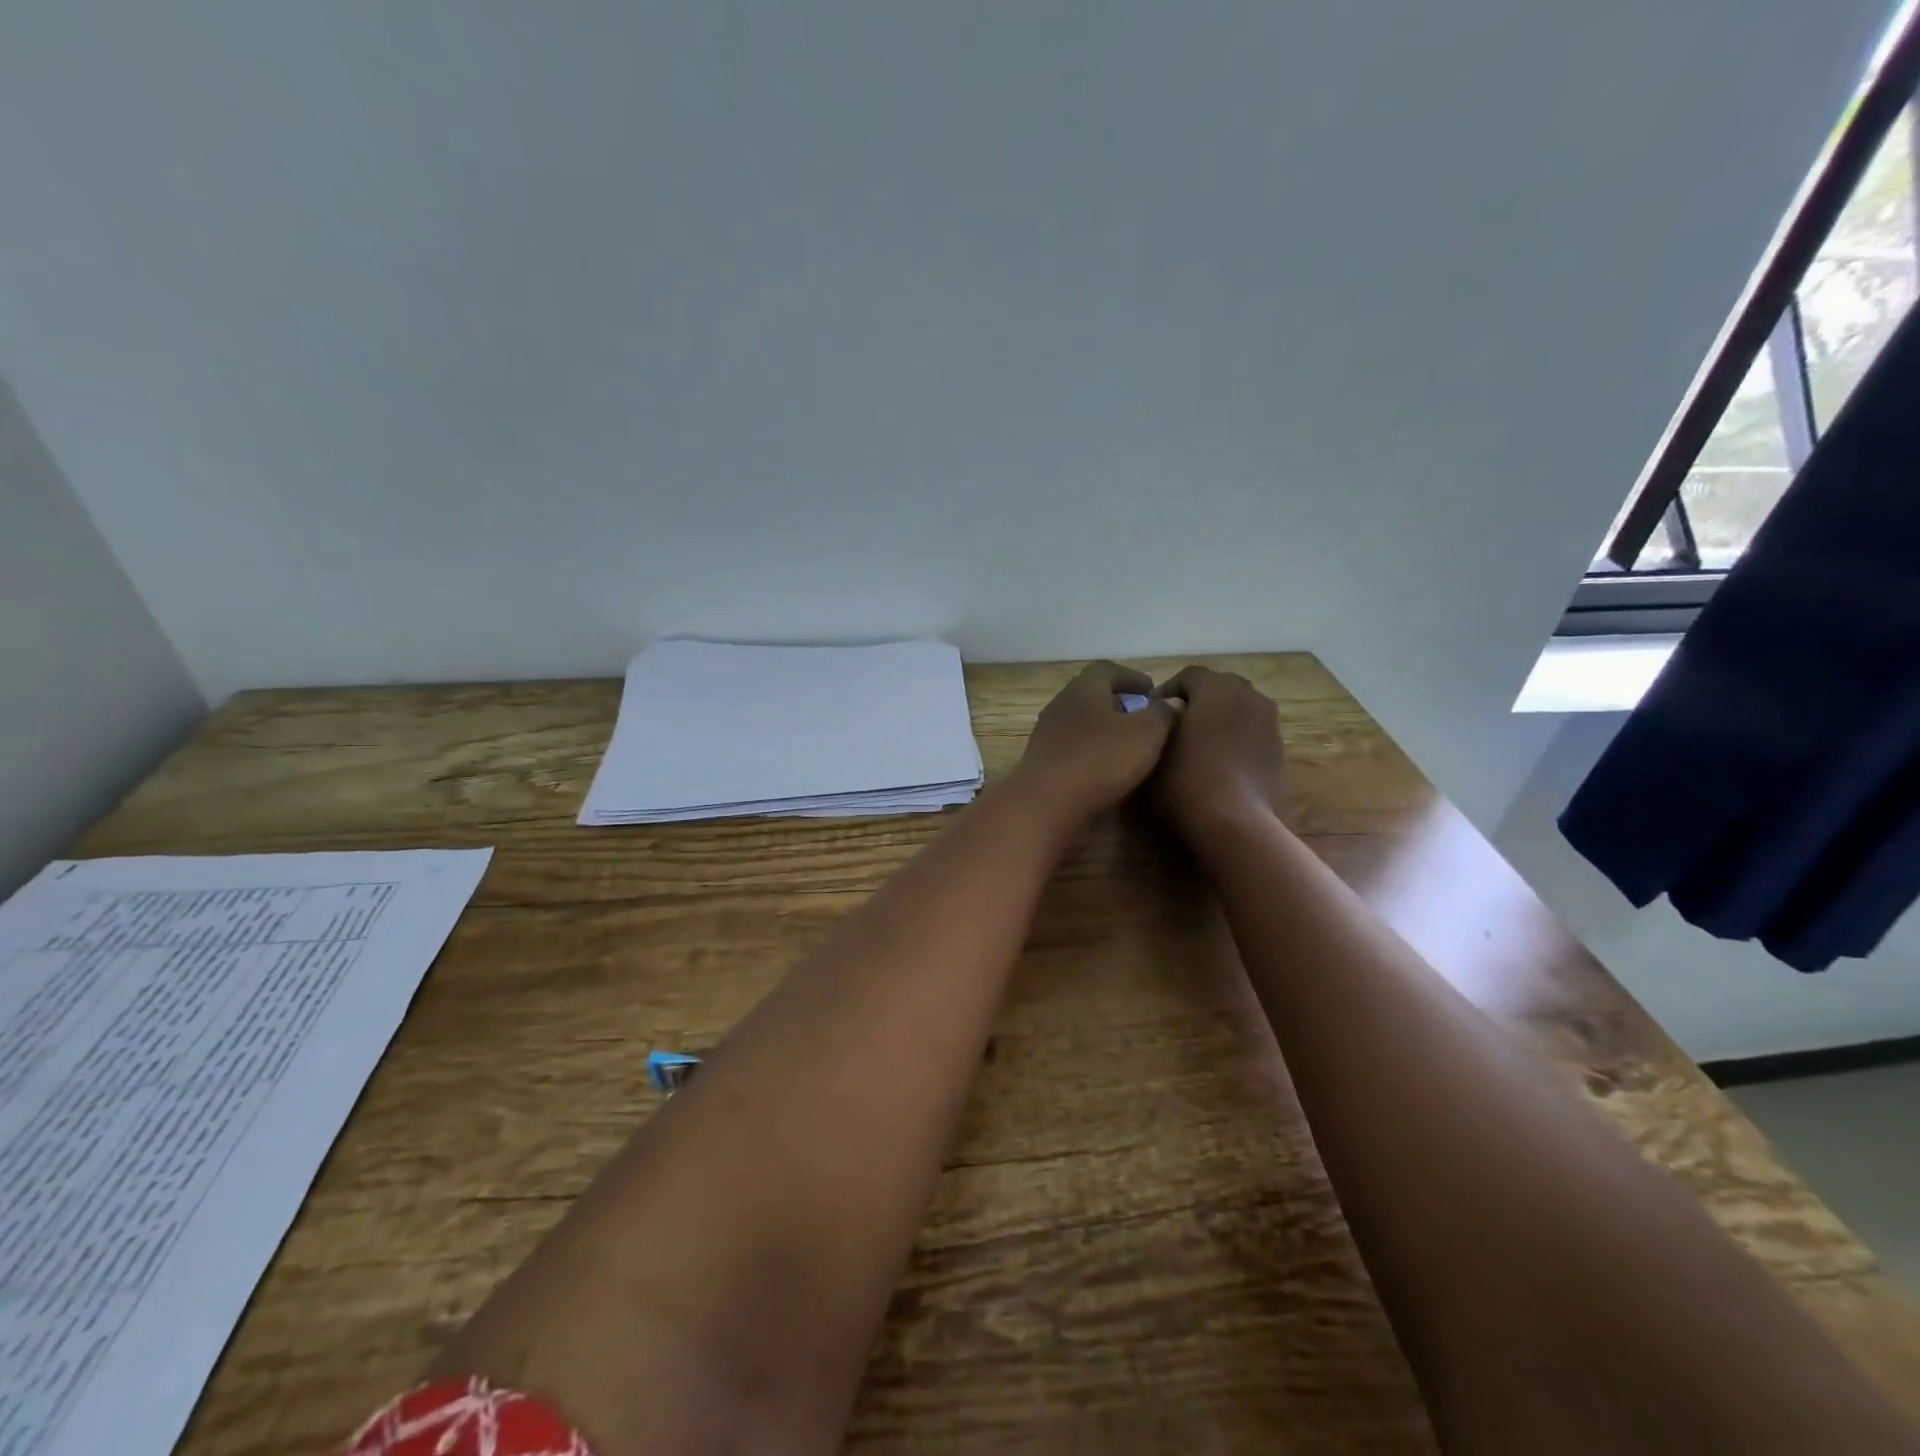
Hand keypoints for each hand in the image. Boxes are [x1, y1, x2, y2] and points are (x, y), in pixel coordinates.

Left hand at [1011, 662, 1178, 825]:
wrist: (1046, 805)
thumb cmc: (1100, 761)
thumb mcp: (1146, 734)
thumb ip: (1162, 714)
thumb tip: (1171, 702)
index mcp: (1083, 689)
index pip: (1108, 670)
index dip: (1133, 677)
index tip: (1153, 692)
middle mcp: (1061, 705)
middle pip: (1092, 696)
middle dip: (1120, 704)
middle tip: (1145, 719)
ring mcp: (1047, 734)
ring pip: (1082, 723)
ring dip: (1105, 730)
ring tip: (1131, 746)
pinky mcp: (1043, 762)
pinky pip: (1073, 747)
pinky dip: (1092, 751)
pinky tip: (1108, 769)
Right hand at [1151, 666, 1284, 839]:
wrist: (1233, 820)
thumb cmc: (1186, 778)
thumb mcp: (1156, 745)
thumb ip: (1160, 720)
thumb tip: (1167, 713)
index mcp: (1217, 687)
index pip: (1189, 675)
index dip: (1167, 689)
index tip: (1151, 711)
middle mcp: (1248, 695)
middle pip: (1219, 686)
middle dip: (1198, 700)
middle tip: (1176, 724)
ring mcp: (1269, 722)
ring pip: (1239, 708)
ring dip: (1220, 717)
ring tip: (1200, 743)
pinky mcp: (1278, 749)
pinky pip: (1252, 730)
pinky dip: (1236, 736)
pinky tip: (1220, 761)